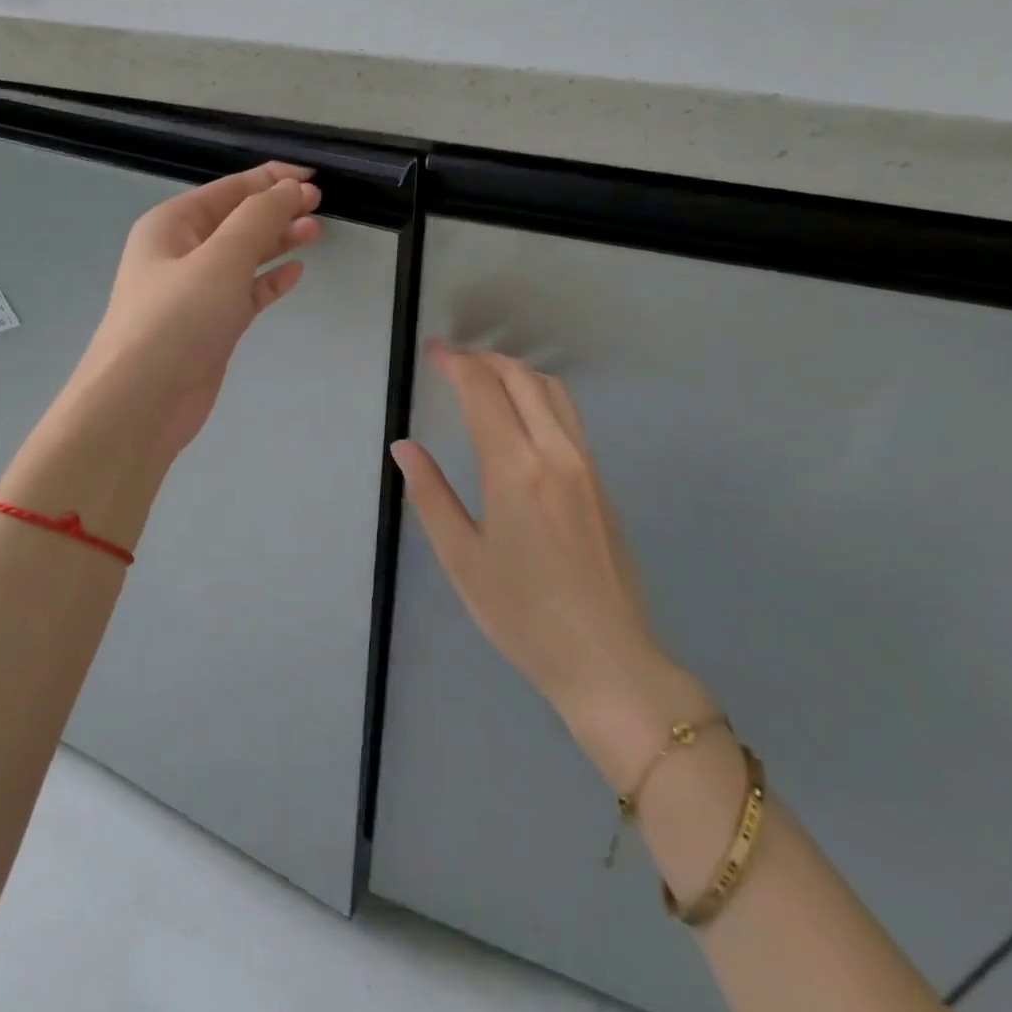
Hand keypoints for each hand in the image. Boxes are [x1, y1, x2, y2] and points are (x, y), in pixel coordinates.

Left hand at [56, 162, 322, 458]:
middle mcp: (180, 252)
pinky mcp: (210, 326)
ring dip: (277, 241)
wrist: (142, 401)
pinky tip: (295, 272)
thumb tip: (291, 188)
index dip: (271, 179)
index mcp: (172, 224)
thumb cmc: (178, 320)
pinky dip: (269, 281)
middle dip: (277, 209)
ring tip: (316, 232)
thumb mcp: (221, 258)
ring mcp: (195, 292)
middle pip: (236, 220)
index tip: (313, 177)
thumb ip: (259, 218)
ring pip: (243, 256)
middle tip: (320, 205)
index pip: (229, 189)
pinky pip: (245, 292)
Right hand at [391, 343, 712, 792]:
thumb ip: (430, 496)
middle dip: (485, 359)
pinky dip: (539, 395)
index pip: (483, 391)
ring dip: (517, 371)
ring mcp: (585, 465)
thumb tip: (404, 448)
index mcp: (515, 469)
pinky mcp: (601, 482)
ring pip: (553, 391)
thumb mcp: (462, 559)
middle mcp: (555, 453)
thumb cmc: (523, 616)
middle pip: (522, 378)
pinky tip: (520, 416)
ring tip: (485, 376)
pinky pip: (568, 416)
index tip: (433, 352)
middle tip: (453, 360)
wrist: (607, 659)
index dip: (456, 364)